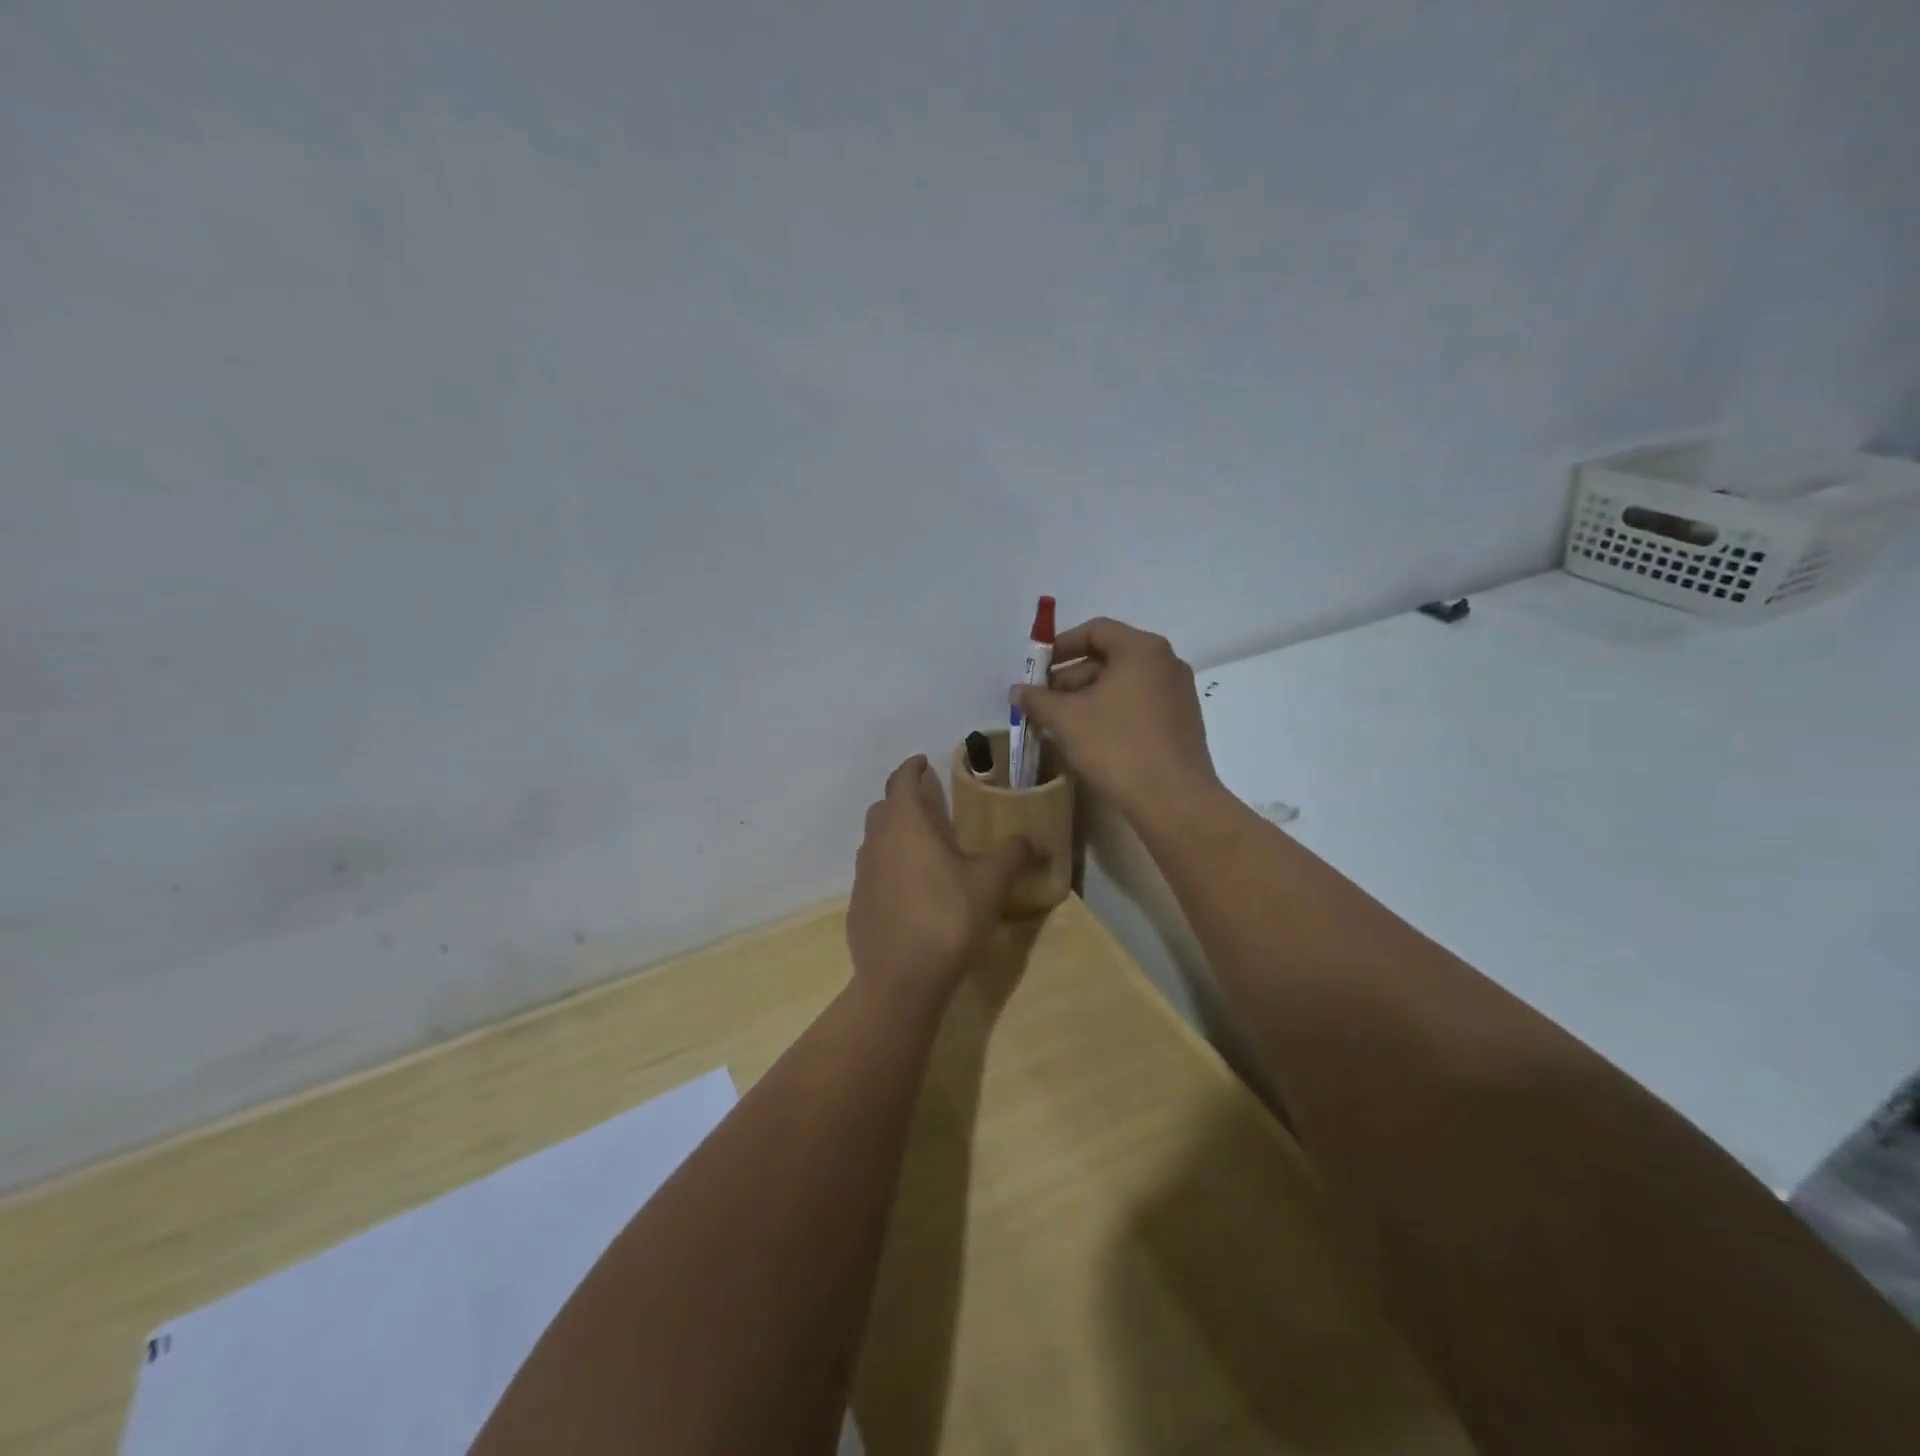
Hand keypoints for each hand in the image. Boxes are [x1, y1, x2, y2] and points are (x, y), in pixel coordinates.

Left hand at [847, 755, 1034, 992]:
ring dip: (894, 834)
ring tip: (922, 846)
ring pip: (875, 841)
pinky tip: (910, 890)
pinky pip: (873, 874)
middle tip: (929, 804)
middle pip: (883, 808)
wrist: (901, 978)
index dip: (912, 767)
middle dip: (902, 799)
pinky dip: (889, 868)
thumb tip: (1036, 839)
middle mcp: (877, 842)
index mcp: (905, 824)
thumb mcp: (991, 882)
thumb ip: (1014, 853)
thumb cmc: (948, 917)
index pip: (901, 780)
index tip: (924, 762)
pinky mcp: (858, 906)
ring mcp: (863, 875)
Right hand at [1011, 618, 1220, 820]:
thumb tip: (1017, 691)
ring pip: (1124, 683)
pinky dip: (1111, 711)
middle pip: (1110, 657)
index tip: (1037, 668)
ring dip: (1088, 696)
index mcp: (1142, 650)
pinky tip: (1090, 737)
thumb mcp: (1068, 719)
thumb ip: (1039, 699)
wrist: (1173, 799)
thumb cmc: (1117, 746)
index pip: (1095, 630)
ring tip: (1060, 722)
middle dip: (1071, 676)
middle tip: (1043, 700)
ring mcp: (1178, 693)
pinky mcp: (1182, 722)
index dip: (1061, 646)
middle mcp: (1166, 663)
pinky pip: (1139, 704)